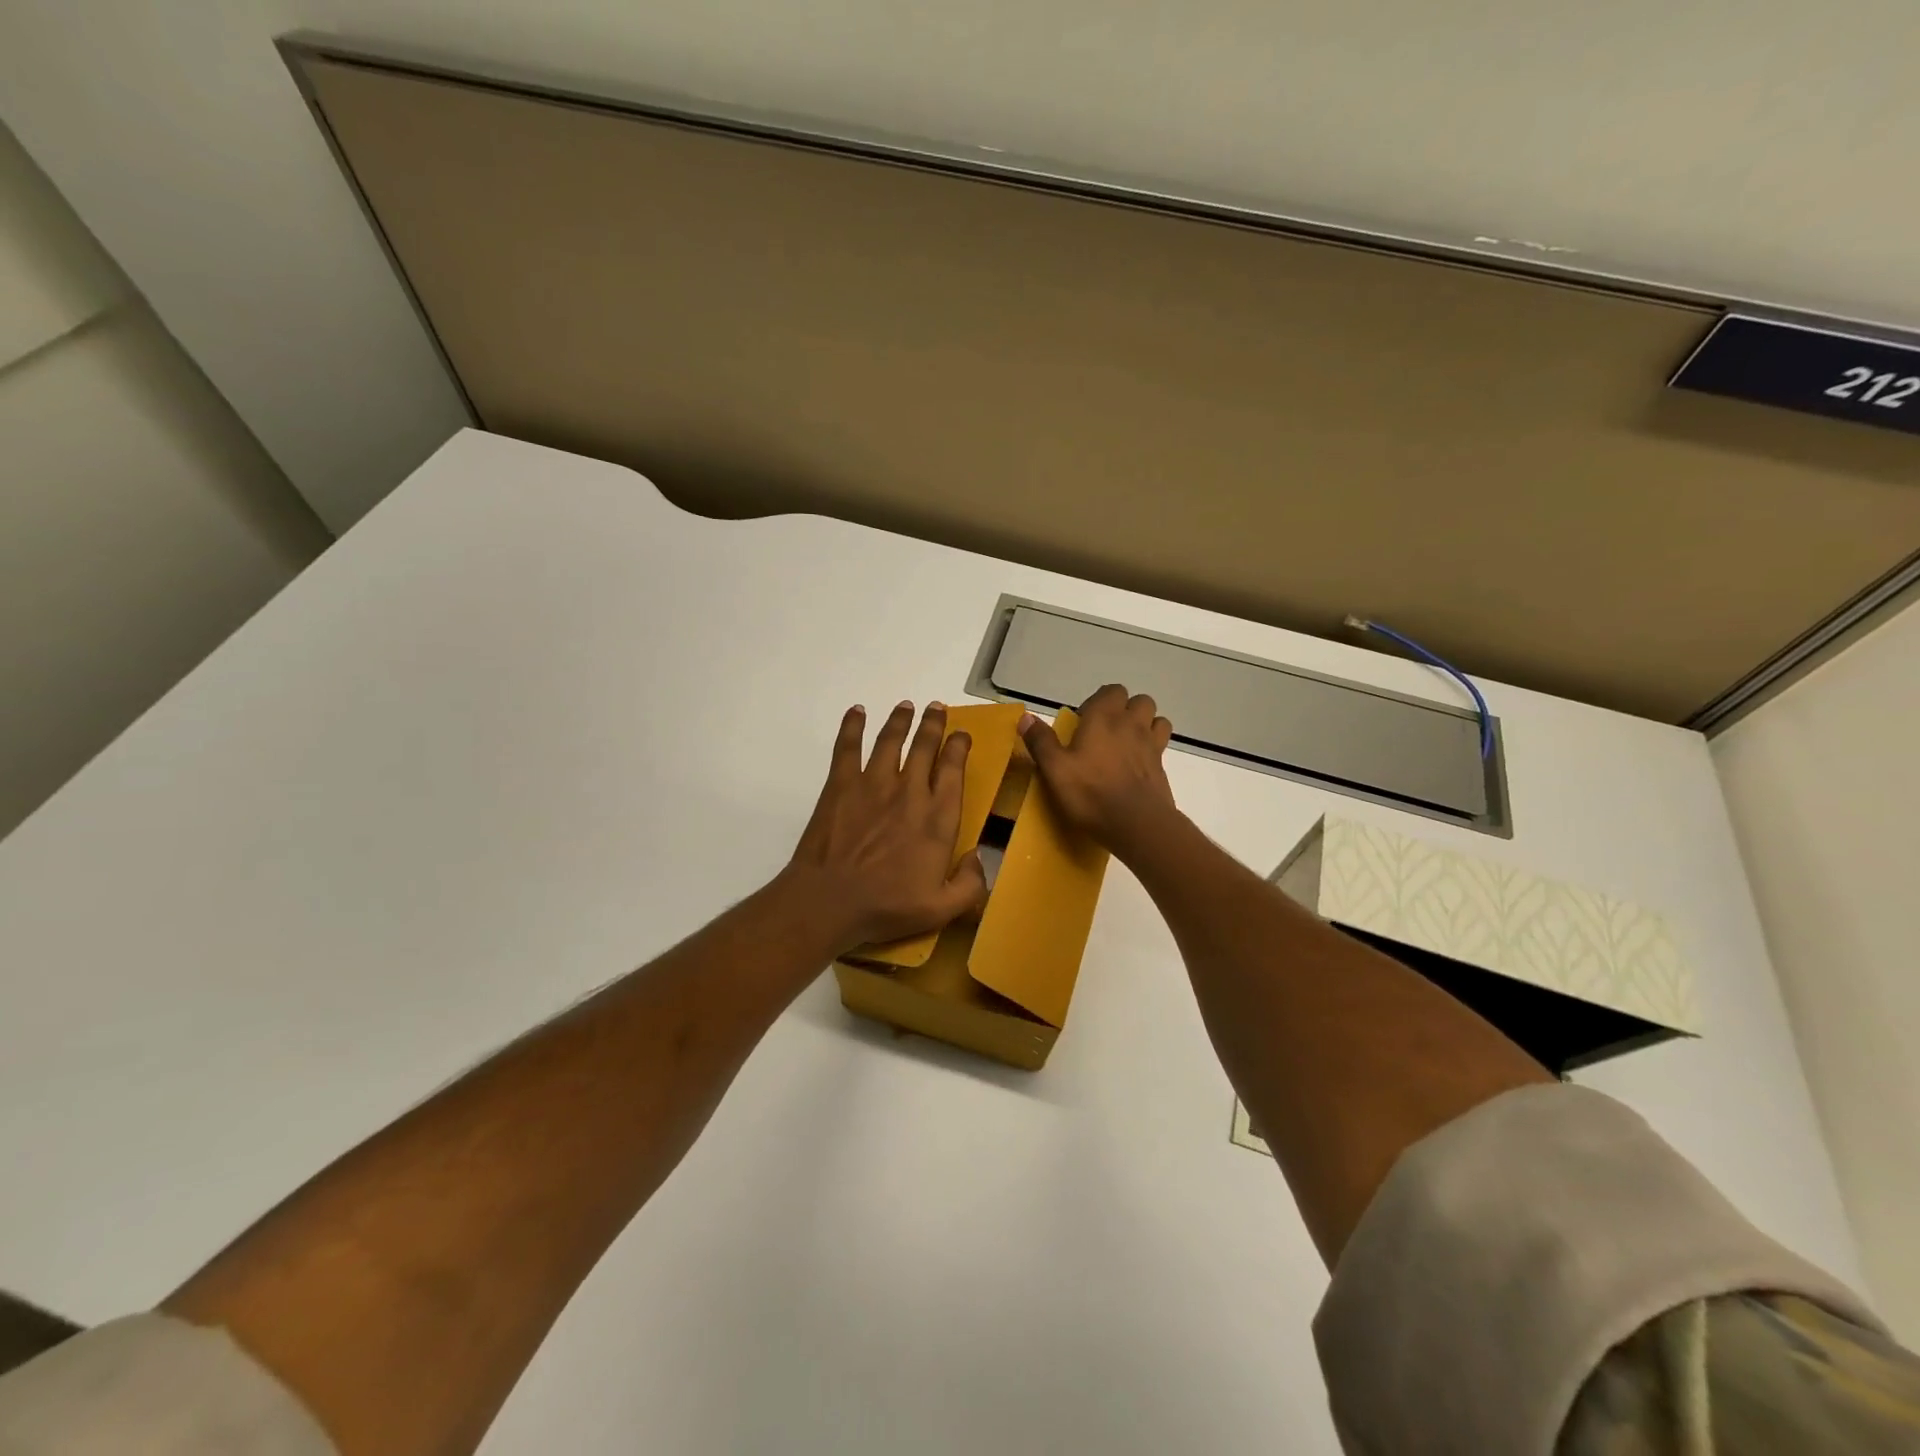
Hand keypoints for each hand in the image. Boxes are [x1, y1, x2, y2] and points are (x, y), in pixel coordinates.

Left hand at [781, 701, 988, 953]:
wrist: (829, 901)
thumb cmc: (887, 906)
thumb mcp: (942, 909)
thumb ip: (971, 884)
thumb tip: (980, 858)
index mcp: (938, 817)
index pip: (953, 770)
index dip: (959, 747)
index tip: (962, 735)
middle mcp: (910, 791)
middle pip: (925, 746)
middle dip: (934, 724)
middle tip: (937, 708)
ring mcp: (873, 783)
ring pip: (891, 740)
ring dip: (901, 720)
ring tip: (907, 705)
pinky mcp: (841, 785)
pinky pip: (848, 747)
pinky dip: (852, 726)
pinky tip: (856, 712)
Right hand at [1021, 684, 1178, 857]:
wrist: (1136, 823)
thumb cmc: (1090, 793)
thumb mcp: (1055, 769)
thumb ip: (1041, 741)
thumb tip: (1025, 717)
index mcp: (1104, 718)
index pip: (1111, 691)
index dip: (1098, 702)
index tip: (1083, 722)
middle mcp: (1131, 724)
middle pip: (1138, 701)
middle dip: (1125, 709)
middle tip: (1106, 732)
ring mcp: (1151, 744)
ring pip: (1156, 719)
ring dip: (1144, 724)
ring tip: (1126, 743)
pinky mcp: (1162, 766)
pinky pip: (1162, 744)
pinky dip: (1152, 746)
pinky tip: (1138, 763)